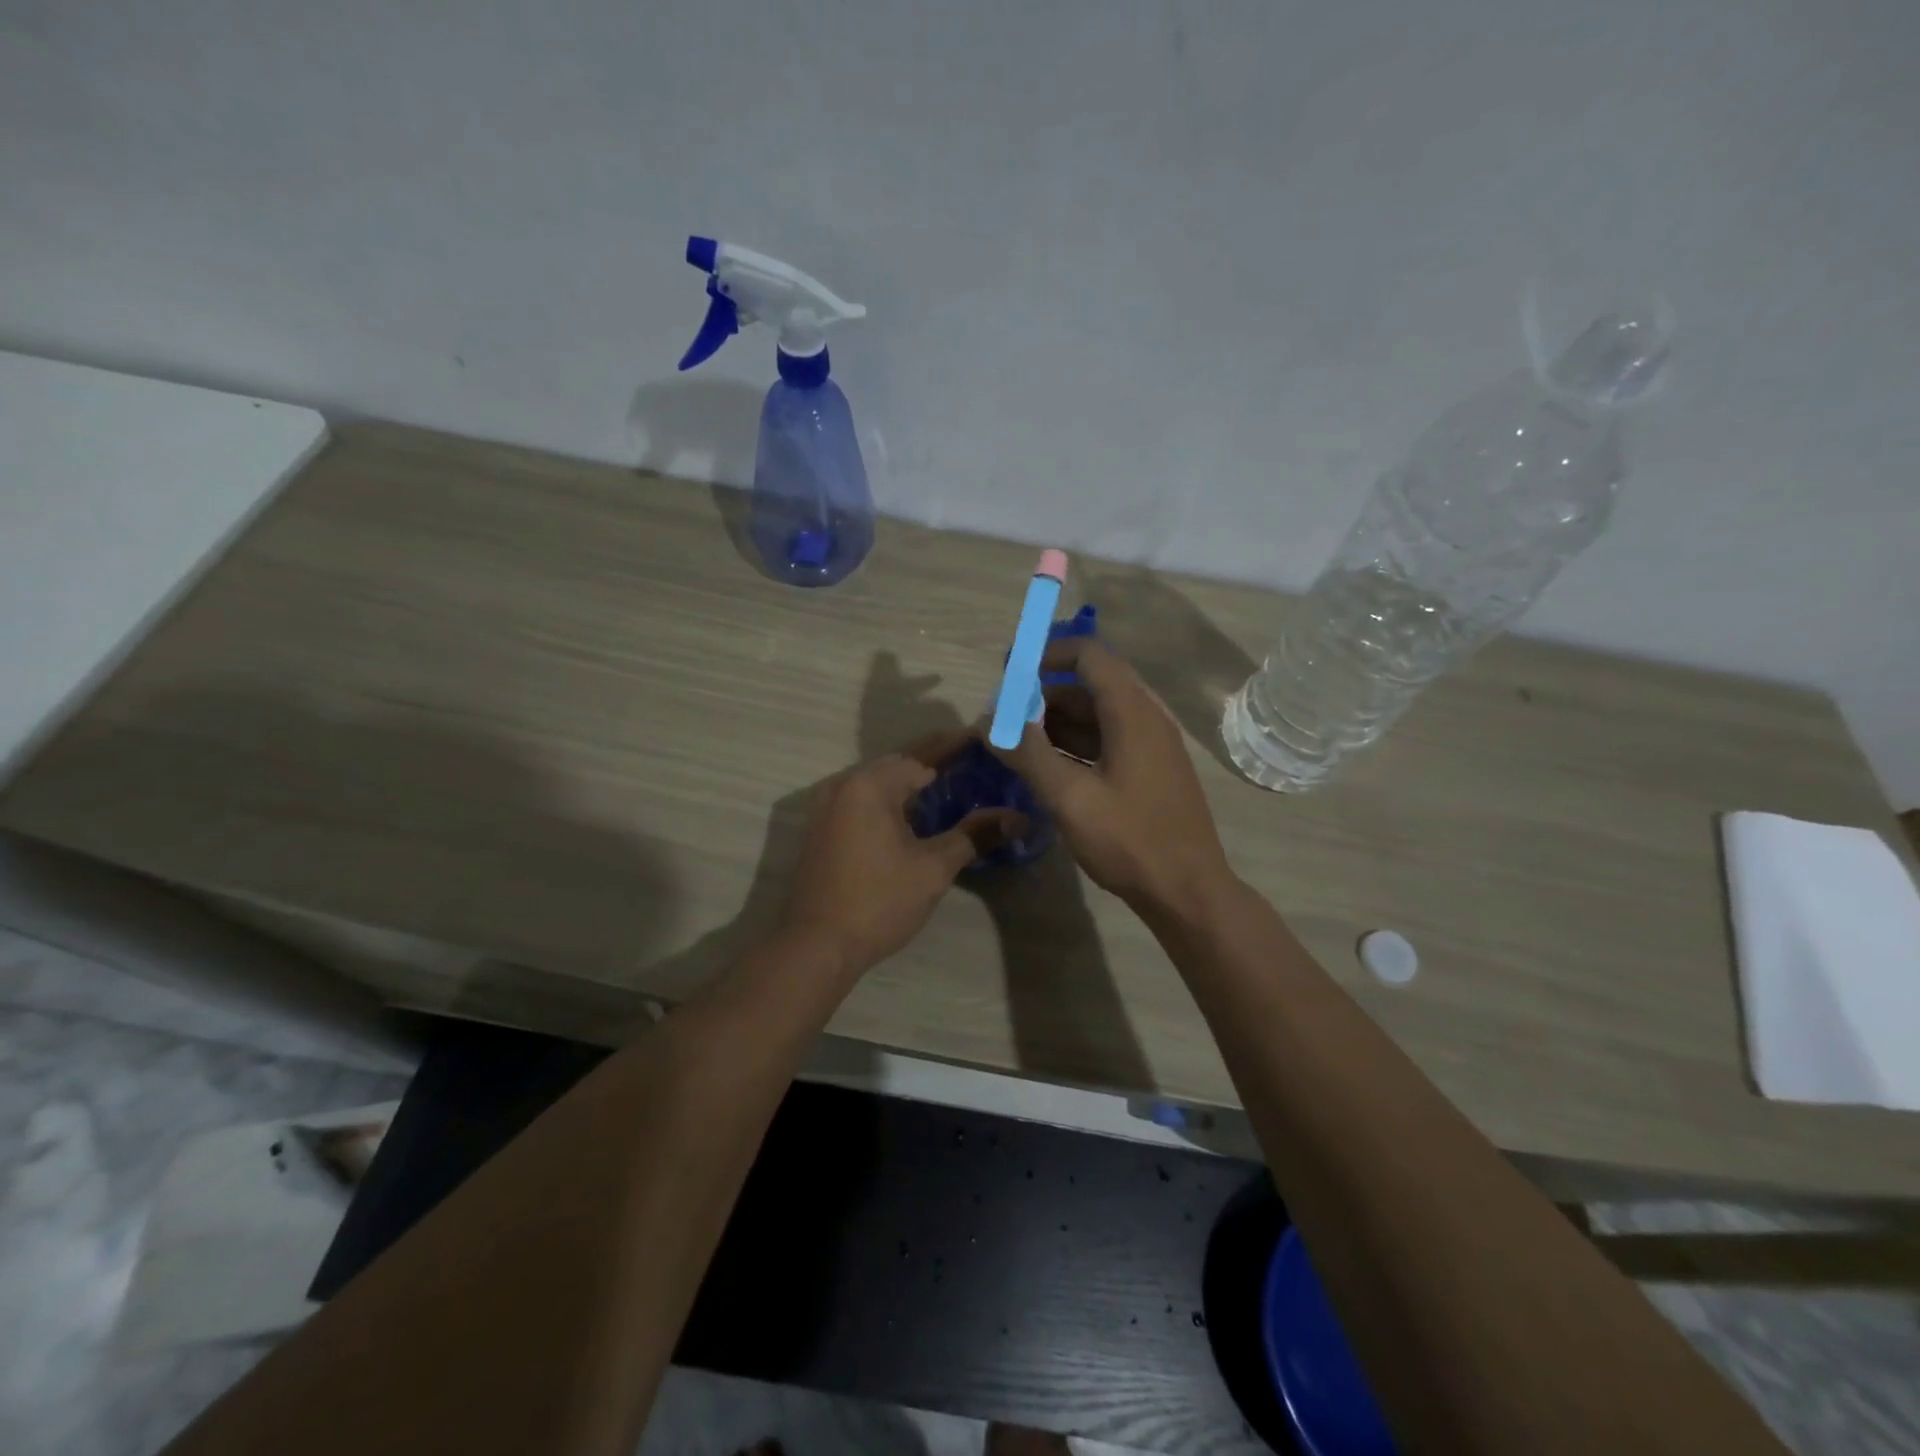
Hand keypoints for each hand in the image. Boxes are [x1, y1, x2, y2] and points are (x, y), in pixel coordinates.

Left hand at [779, 734, 1015, 978]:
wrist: (816, 946)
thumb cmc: (879, 902)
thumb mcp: (933, 868)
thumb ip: (974, 835)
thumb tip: (1018, 817)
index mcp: (870, 785)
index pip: (921, 755)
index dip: (955, 746)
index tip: (983, 739)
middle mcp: (844, 785)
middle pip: (898, 764)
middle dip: (934, 762)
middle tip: (972, 762)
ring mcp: (827, 807)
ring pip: (878, 783)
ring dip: (911, 782)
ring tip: (950, 784)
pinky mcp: (823, 829)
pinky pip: (863, 800)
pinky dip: (891, 800)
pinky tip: (914, 814)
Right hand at [991, 639, 1232, 916]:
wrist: (1188, 891)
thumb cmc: (1129, 840)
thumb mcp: (1069, 798)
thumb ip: (1027, 754)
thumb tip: (987, 722)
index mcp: (1132, 712)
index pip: (1089, 656)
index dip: (1047, 655)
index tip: (1011, 674)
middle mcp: (1147, 718)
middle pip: (1092, 685)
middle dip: (1046, 693)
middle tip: (1007, 715)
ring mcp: (1153, 745)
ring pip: (1100, 715)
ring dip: (1059, 721)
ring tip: (1018, 741)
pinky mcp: (1152, 770)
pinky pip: (1110, 739)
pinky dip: (1077, 743)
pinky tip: (1049, 766)